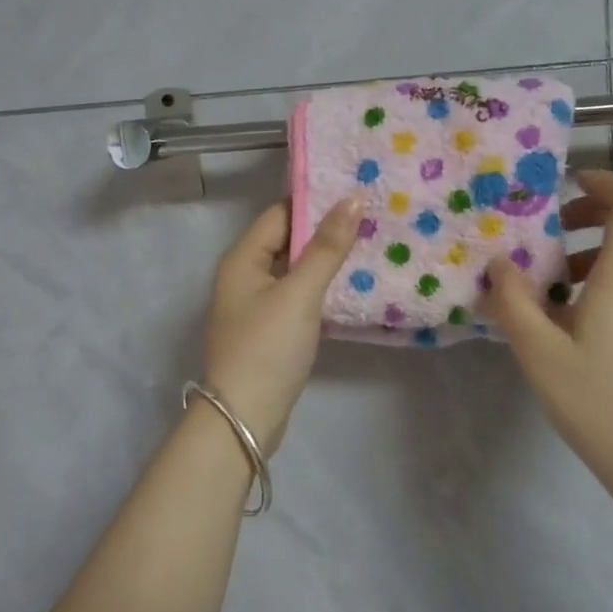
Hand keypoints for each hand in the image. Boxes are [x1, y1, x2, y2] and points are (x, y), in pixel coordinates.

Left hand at [202, 196, 363, 454]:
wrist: (244, 417)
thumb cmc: (268, 348)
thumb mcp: (300, 293)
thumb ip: (327, 248)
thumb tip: (352, 199)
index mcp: (242, 259)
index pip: (280, 214)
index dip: (315, 202)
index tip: (355, 193)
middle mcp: (244, 276)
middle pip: (286, 241)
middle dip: (325, 231)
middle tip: (370, 218)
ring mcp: (255, 306)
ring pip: (293, 270)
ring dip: (324, 261)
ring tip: (368, 246)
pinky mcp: (268, 331)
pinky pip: (296, 296)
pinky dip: (319, 288)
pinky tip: (349, 287)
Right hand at [484, 171, 612, 518]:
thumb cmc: (602, 405)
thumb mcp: (541, 354)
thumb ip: (514, 302)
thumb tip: (500, 263)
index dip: (604, 183)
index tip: (565, 188)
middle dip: (593, 216)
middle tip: (549, 236)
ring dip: (597, 255)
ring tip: (552, 288)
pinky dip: (611, 283)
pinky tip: (577, 325)